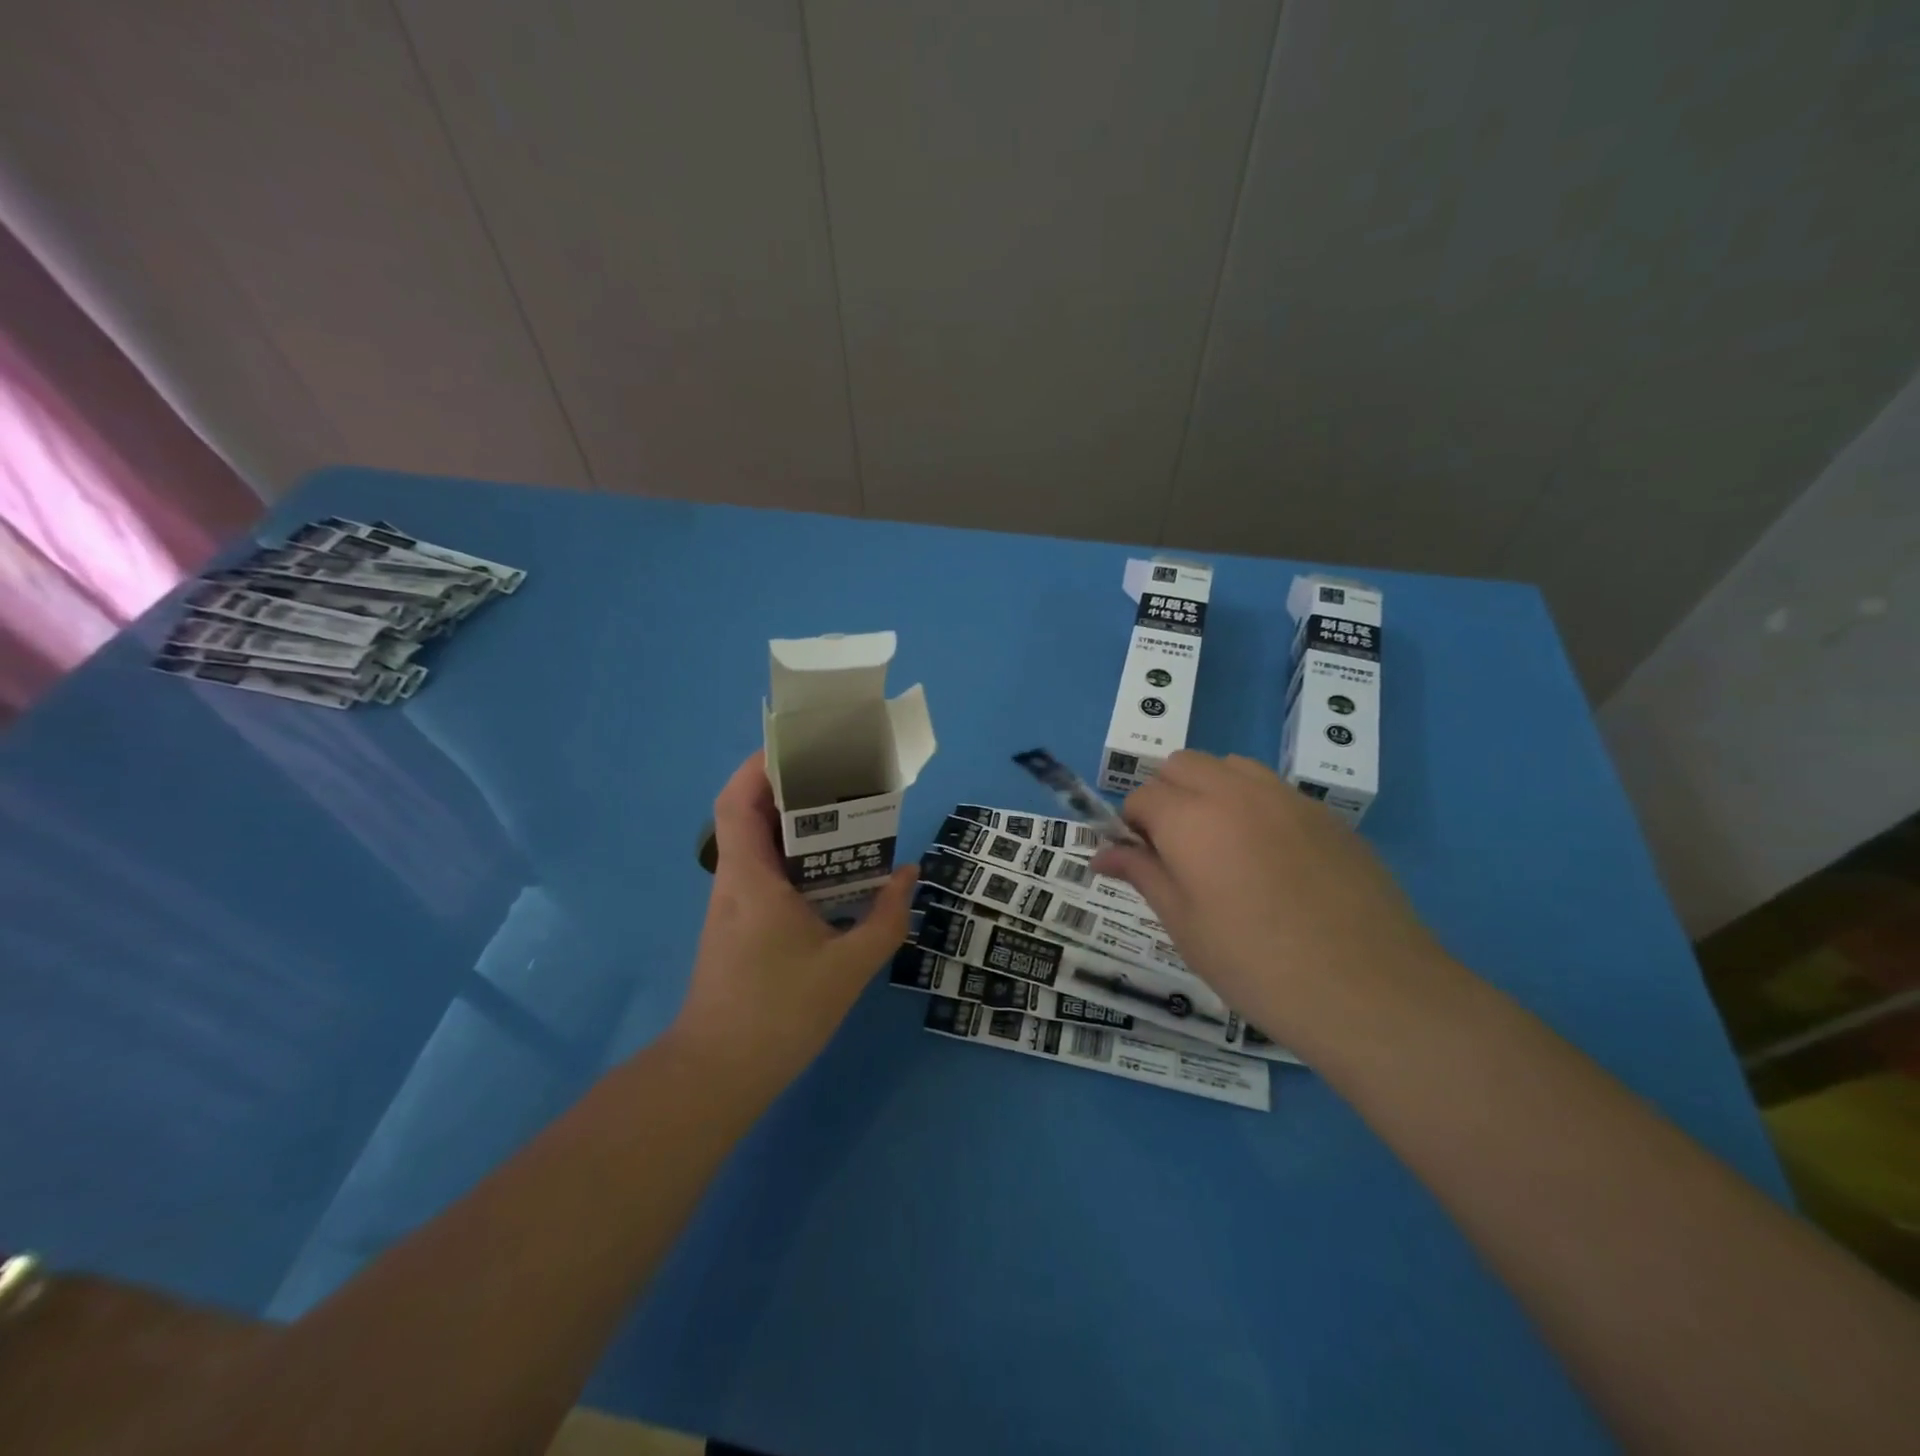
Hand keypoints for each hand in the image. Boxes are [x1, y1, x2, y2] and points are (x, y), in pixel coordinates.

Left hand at [668, 752, 915, 1098]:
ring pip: (757, 844)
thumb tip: (909, 876)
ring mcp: (733, 905)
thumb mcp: (847, 967)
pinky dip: (794, 857)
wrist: (718, 1074)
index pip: (737, 801)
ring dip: (793, 823)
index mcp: (751, 878)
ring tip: (844, 815)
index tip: (800, 748)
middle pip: (749, 814)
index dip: (759, 766)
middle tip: (840, 777)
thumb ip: (885, 919)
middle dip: (790, 787)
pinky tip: (832, 871)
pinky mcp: (739, 925)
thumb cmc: (778, 1013)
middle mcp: (735, 881)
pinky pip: (764, 872)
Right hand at [1090, 751, 1445, 1044]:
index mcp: (1191, 819)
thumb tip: (1102, 852)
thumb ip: (1142, 875)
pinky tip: (1269, 859)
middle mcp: (1235, 792)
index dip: (1131, 825)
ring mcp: (1287, 798)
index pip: (1142, 796)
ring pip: (1229, 766)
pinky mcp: (1325, 815)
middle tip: (1174, 851)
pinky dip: (1252, 805)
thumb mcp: (1185, 925)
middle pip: (1182, 764)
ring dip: (1209, 790)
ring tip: (1220, 847)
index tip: (1138, 861)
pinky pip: (1273, 789)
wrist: (1369, 991)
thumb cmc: (1257, 966)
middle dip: (1165, 795)